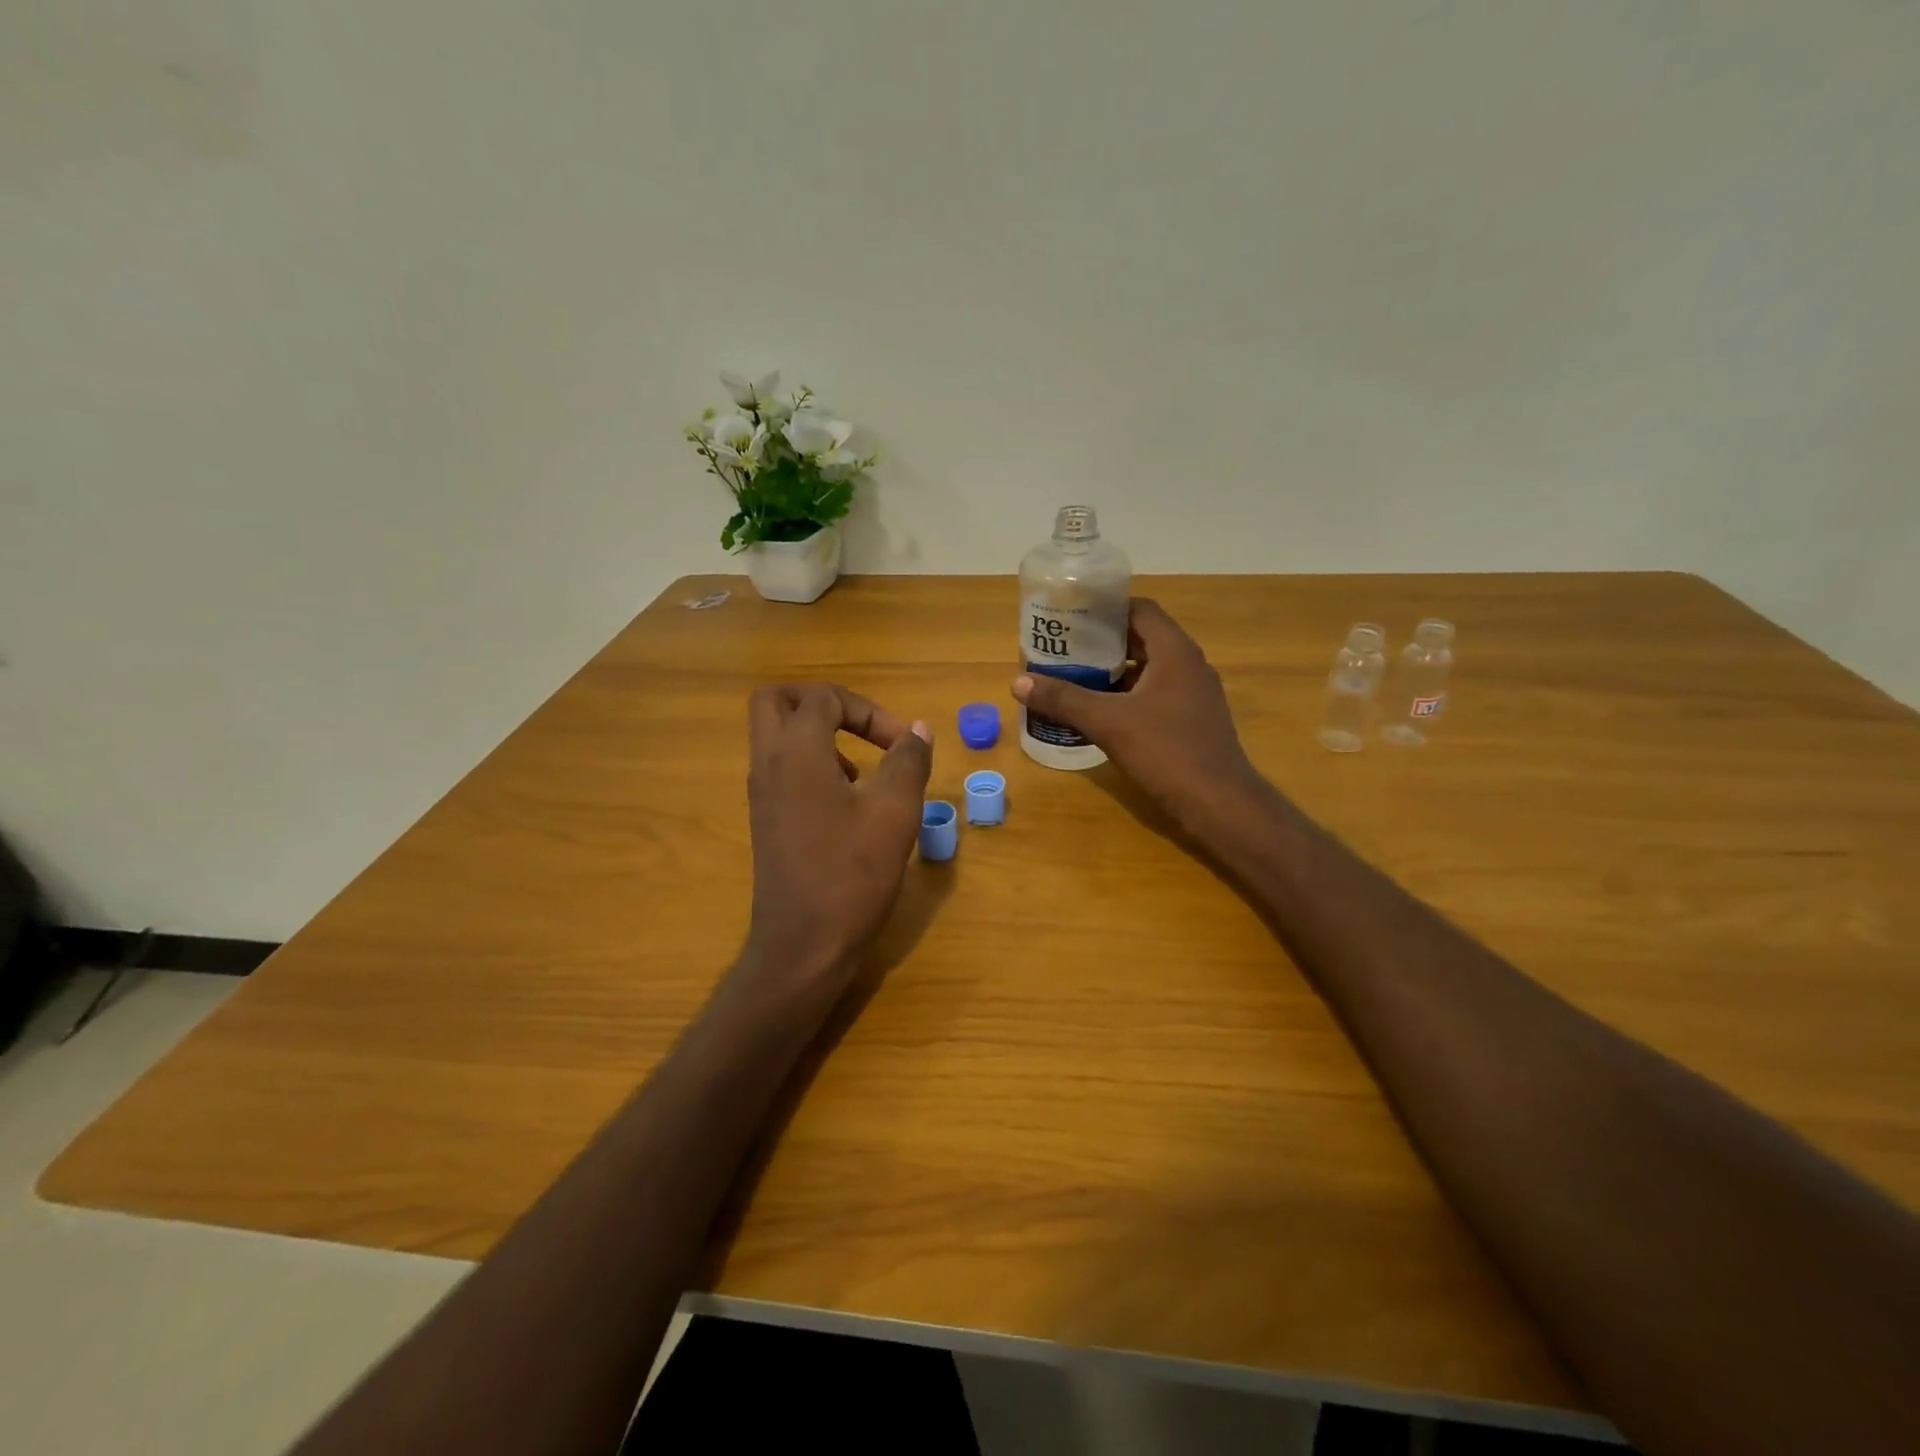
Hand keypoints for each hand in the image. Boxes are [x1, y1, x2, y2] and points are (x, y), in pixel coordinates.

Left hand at [741, 684, 933, 998]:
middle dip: (822, 702)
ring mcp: (761, 794)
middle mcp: (768, 764)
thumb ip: (908, 762)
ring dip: (817, 735)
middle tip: (859, 725)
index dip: (869, 710)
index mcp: (797, 753)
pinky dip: (811, 765)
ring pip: (775, 735)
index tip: (902, 745)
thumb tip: (918, 731)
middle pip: (776, 700)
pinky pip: (780, 768)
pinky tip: (847, 803)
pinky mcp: (765, 820)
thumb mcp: (895, 813)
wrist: (802, 947)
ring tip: (861, 770)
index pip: (824, 698)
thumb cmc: (851, 875)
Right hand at [1011, 599, 1259, 829]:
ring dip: (1117, 669)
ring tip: (1077, 675)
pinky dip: (1130, 694)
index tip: (1072, 616)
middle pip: (1144, 637)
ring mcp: (1196, 693)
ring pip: (1151, 668)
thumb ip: (1064, 699)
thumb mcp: (1107, 722)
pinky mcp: (1194, 719)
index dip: (1106, 608)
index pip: (1140, 610)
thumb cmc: (1165, 751)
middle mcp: (1190, 665)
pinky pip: (1158, 693)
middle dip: (1104, 641)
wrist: (1217, 802)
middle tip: (1066, 647)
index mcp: (1175, 652)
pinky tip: (1103, 710)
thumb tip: (1018, 682)